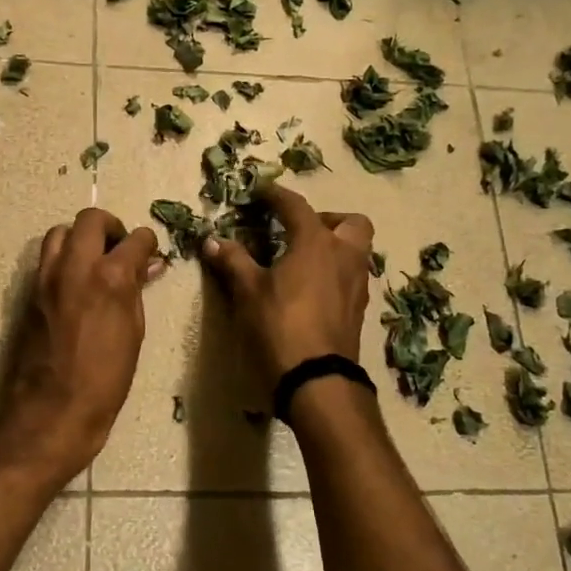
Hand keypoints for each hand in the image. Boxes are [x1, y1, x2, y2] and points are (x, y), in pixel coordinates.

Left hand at [0, 208, 164, 475]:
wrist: (51, 411)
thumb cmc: (104, 381)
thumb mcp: (133, 335)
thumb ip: (137, 293)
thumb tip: (147, 267)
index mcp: (110, 277)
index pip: (134, 238)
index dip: (146, 244)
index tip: (149, 255)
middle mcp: (75, 266)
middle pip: (90, 219)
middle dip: (110, 227)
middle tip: (119, 250)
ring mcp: (45, 277)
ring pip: (60, 232)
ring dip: (80, 238)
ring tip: (93, 263)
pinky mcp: (28, 292)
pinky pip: (46, 259)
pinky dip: (62, 259)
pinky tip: (74, 285)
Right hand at [201, 184, 374, 387]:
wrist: (317, 380)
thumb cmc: (279, 325)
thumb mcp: (248, 291)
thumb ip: (233, 261)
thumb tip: (212, 240)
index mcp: (316, 242)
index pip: (296, 206)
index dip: (276, 195)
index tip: (261, 190)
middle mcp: (344, 256)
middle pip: (350, 222)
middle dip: (327, 219)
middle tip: (298, 231)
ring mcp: (356, 284)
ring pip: (355, 251)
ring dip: (333, 247)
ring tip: (301, 261)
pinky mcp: (358, 310)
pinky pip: (351, 277)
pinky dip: (334, 273)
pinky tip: (310, 290)